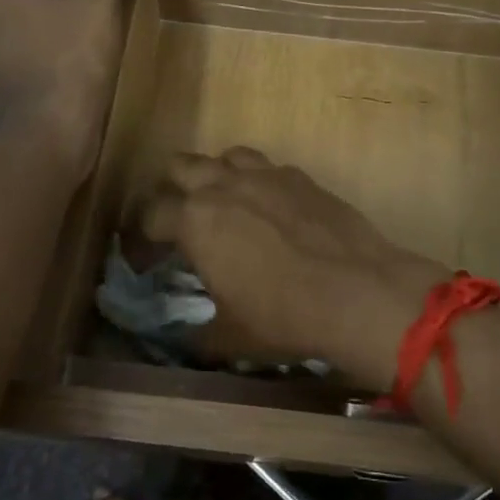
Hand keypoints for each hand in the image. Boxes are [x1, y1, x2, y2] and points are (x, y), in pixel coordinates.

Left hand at [0, 0, 133, 179]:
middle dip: (83, 7)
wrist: (48, 138)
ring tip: (103, 51)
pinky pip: (37, 63)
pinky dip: (60, 64)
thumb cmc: (72, 62)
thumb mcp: (100, 3)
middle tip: (117, 24)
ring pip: (42, 33)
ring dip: (72, 36)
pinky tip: (83, 77)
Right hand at [138, 149, 446, 391]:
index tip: (146, 261)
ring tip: (224, 204)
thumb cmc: (284, 316)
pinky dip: (258, 181)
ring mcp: (266, 175)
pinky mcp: (301, 177)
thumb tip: (192, 342)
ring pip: (225, 156)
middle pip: (180, 167)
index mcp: (195, 221)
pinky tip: (270, 208)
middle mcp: (224, 186)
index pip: (150, 215)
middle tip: (179, 222)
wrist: (358, 292)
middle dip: (171, 191)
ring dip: (216, 175)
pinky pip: (267, 167)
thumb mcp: (231, 337)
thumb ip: (201, 335)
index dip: (141, 239)